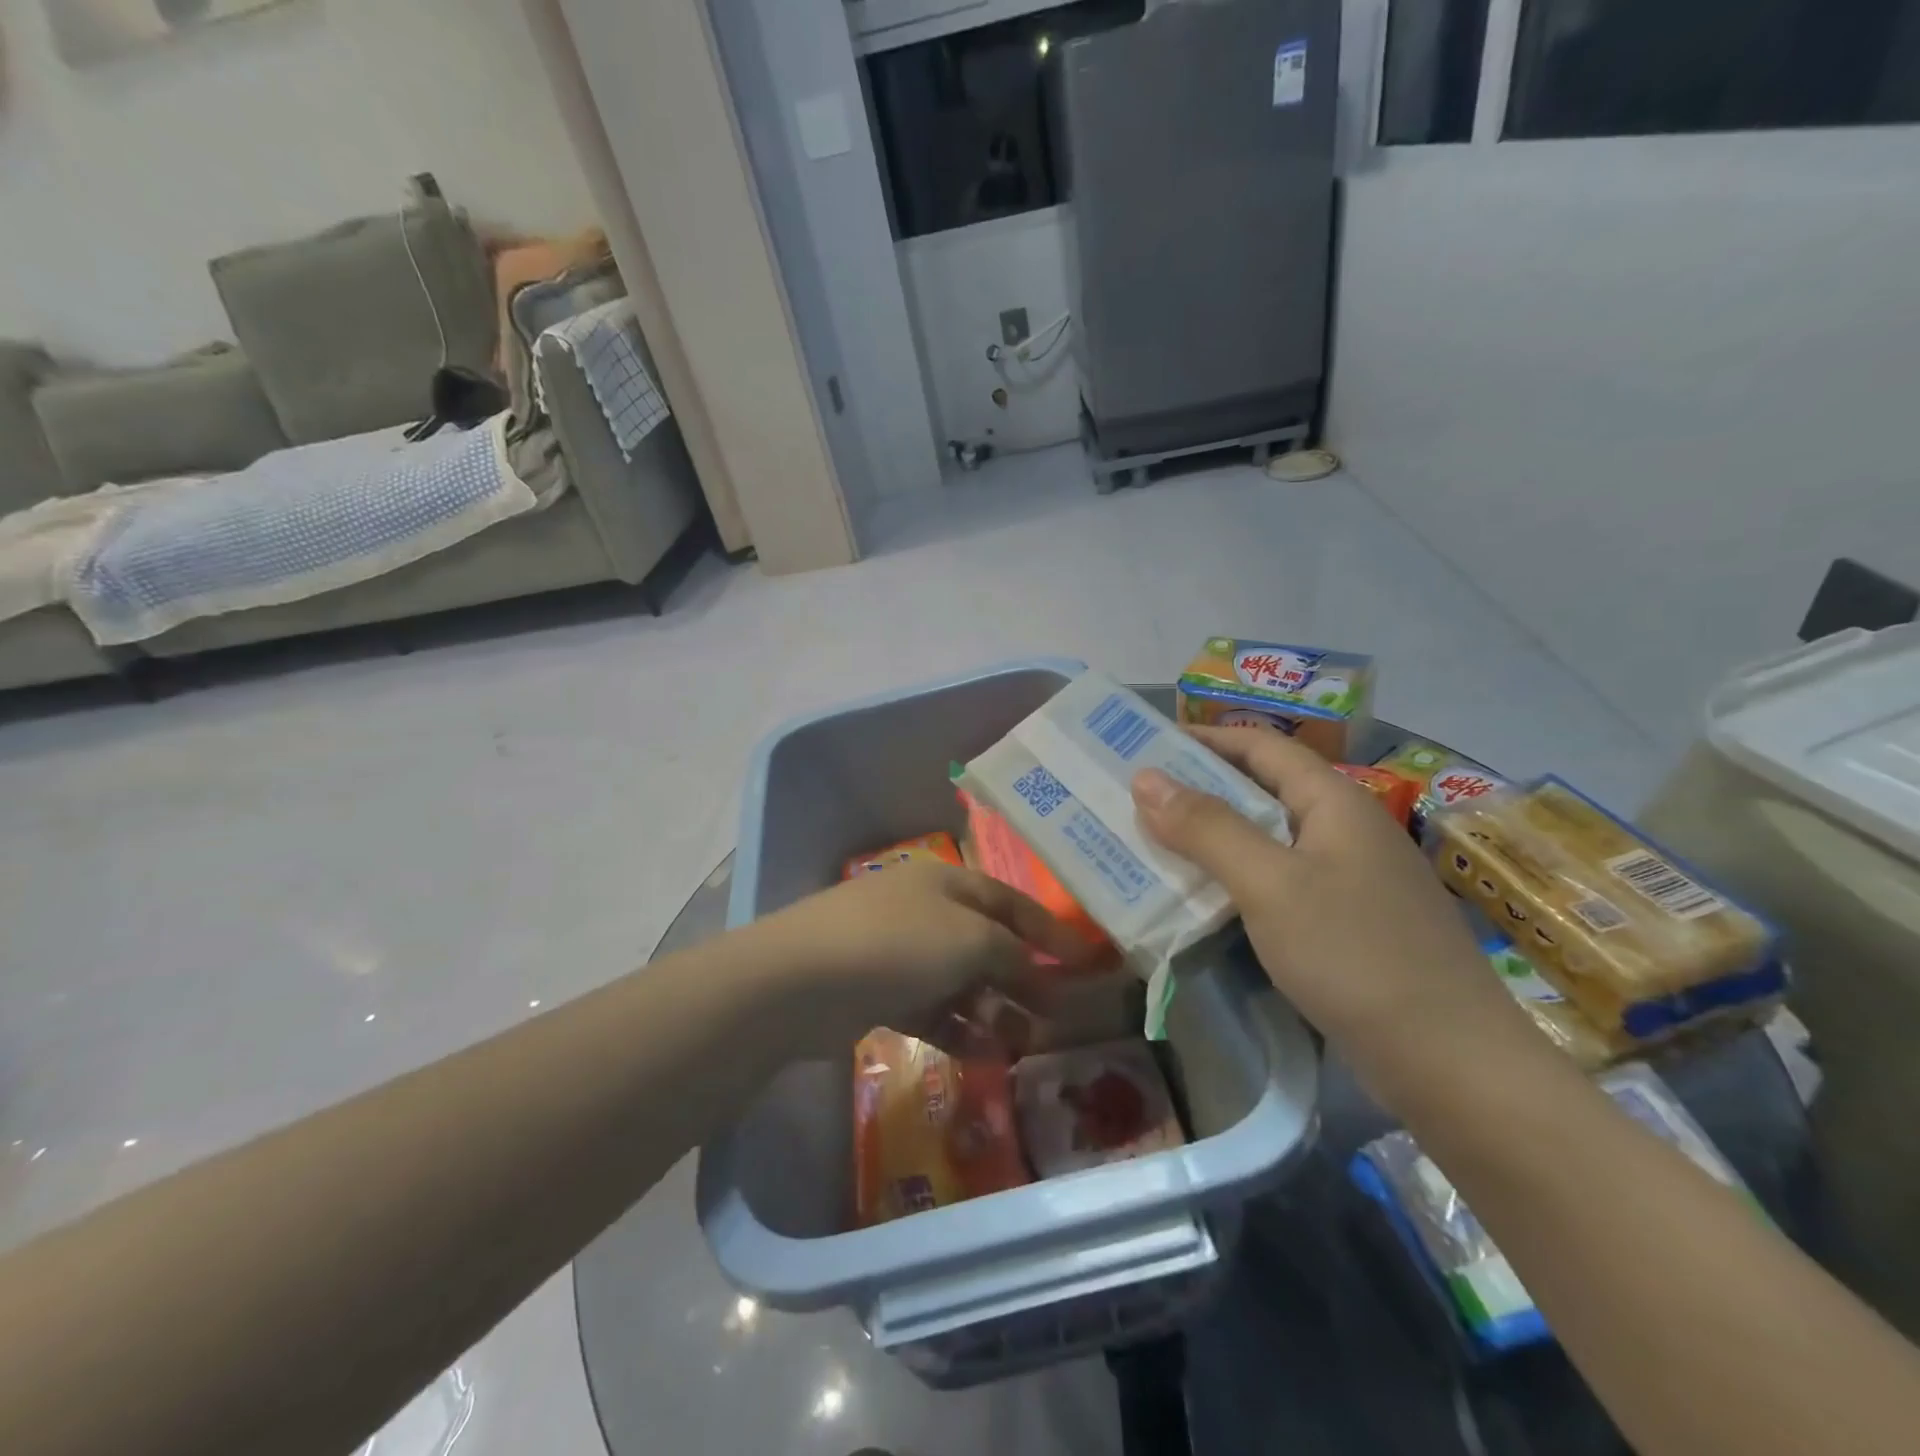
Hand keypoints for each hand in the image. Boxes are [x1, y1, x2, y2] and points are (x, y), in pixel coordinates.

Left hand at [744, 863, 1085, 1053]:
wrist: (801, 981)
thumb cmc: (897, 944)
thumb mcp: (970, 940)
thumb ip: (1013, 956)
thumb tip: (1042, 978)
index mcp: (947, 883)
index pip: (1011, 903)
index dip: (1050, 930)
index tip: (1087, 962)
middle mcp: (926, 913)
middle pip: (987, 944)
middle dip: (1024, 978)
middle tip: (1059, 1015)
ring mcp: (899, 953)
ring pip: (961, 982)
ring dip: (995, 1010)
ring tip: (1025, 1044)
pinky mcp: (879, 993)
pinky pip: (933, 1009)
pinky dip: (960, 1029)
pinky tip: (985, 1055)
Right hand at [1130, 727, 1535, 1099]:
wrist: (1452, 1063)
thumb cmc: (1354, 955)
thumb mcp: (1269, 884)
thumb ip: (1206, 828)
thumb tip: (1145, 777)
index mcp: (1334, 802)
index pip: (1261, 746)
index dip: (1203, 738)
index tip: (1146, 746)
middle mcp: (1346, 829)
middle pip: (1263, 790)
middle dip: (1199, 790)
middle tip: (1138, 800)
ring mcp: (1352, 878)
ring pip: (1269, 840)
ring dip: (1213, 837)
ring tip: (1155, 844)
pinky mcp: (1349, 922)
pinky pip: (1280, 881)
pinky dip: (1237, 878)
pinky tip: (1204, 899)